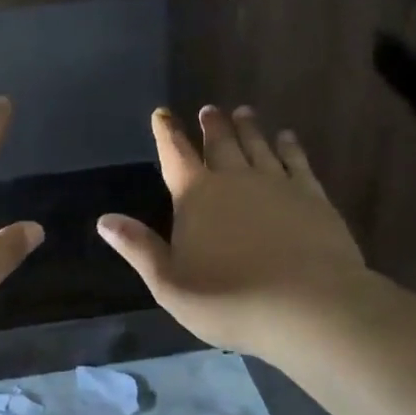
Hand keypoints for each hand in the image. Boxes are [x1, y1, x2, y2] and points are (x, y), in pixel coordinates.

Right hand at [97, 106, 372, 358]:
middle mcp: (234, 178)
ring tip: (244, 112)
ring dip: (248, 128)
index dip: (166, 133)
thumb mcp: (170, 283)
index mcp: (195, 195)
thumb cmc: (230, 299)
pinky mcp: (311, 196)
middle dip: (211, 125)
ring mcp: (276, 183)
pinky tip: (287, 138)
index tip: (162, 113)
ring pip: (257, 145)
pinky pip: (296, 161)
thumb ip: (139, 248)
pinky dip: (289, 146)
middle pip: (220, 143)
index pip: (175, 155)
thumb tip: (104, 220)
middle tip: (209, 109)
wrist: (308, 305)